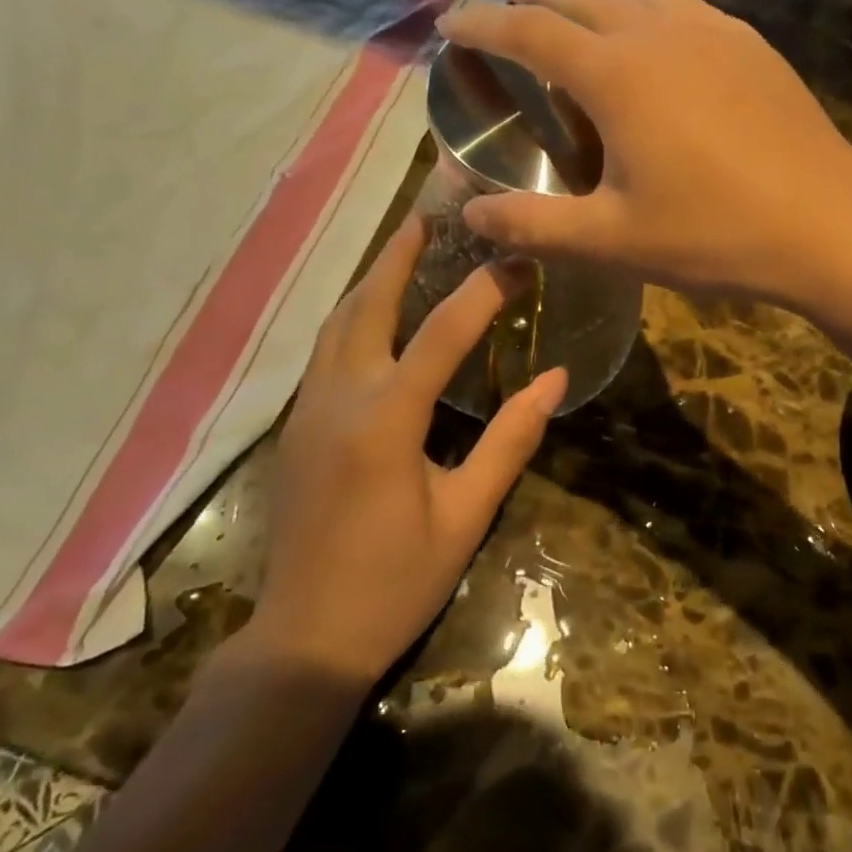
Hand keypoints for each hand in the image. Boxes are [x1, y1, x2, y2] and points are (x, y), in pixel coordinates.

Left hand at [242, 215, 565, 681]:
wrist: (304, 638)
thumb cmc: (394, 580)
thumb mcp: (465, 515)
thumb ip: (510, 441)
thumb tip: (554, 380)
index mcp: (385, 418)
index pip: (443, 332)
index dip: (484, 290)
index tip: (516, 260)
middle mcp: (339, 397)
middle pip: (367, 304)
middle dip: (399, 254)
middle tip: (430, 213)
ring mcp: (308, 408)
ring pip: (336, 322)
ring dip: (371, 280)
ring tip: (404, 249)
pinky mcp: (296, 425)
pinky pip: (325, 349)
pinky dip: (353, 315)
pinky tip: (375, 314)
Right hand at [435, 0, 851, 305]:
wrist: (830, 225)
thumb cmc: (713, 233)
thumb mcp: (612, 240)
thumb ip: (534, 225)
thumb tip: (469, 213)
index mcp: (616, 75)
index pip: (529, 33)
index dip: (483, 25)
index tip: (451, 23)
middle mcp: (659, 34)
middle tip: (507, 6)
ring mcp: (713, 32)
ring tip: (583, 24)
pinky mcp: (753, 45)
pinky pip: (687, 8)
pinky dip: (652, 12)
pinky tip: (663, 46)